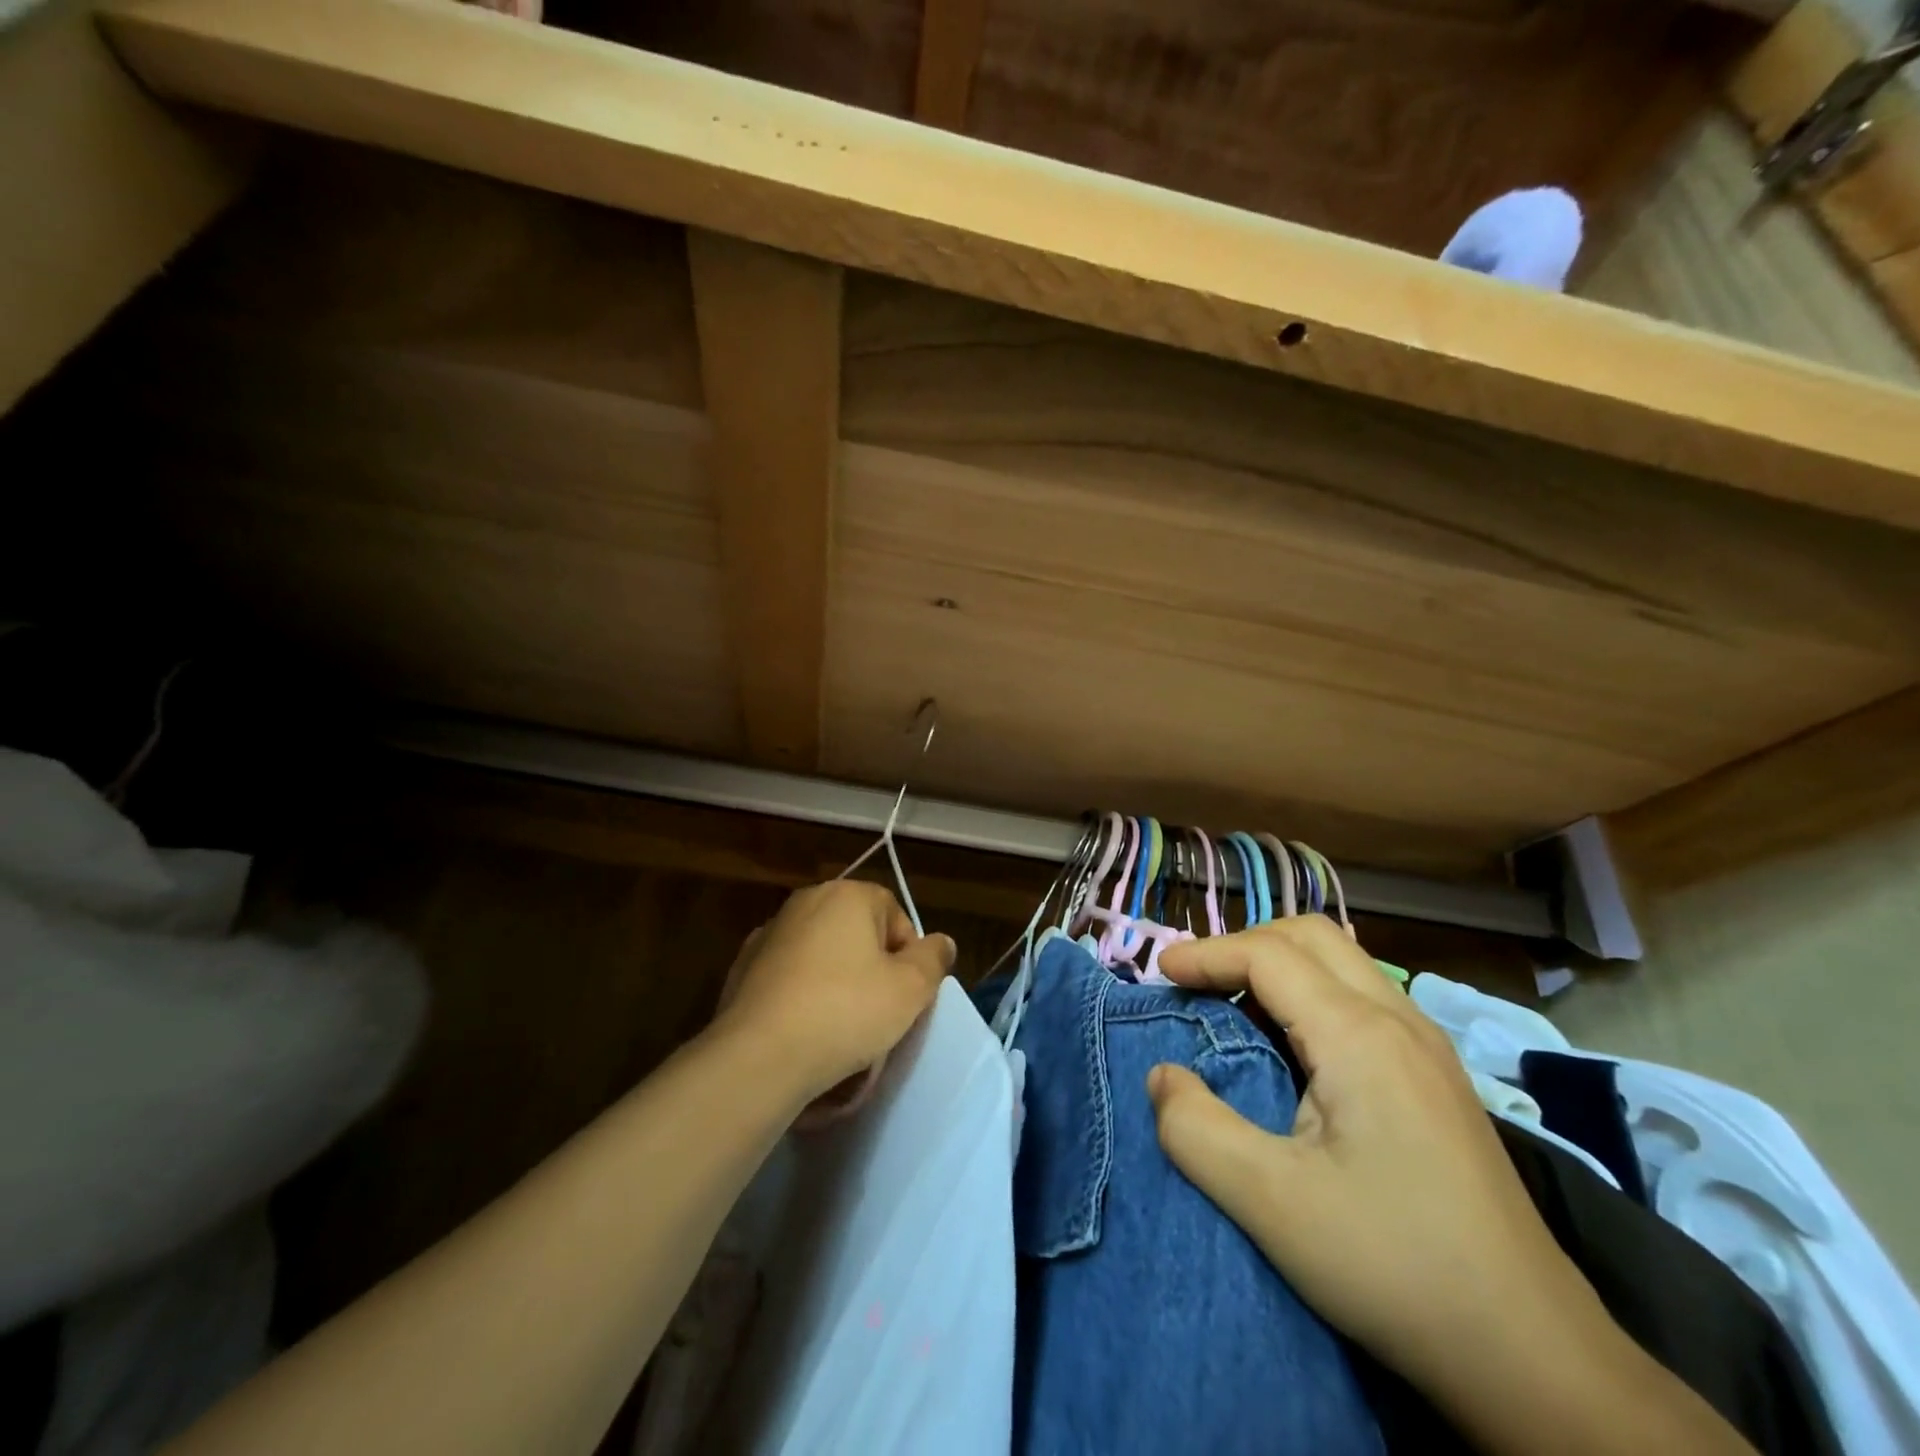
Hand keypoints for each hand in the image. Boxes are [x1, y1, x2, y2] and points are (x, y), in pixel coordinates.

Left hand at [710, 881, 954, 1110]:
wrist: (759, 1056)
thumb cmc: (846, 1012)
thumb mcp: (910, 989)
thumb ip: (933, 958)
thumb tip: (942, 942)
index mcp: (847, 895)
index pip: (894, 913)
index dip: (908, 953)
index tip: (906, 992)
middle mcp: (805, 901)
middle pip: (856, 931)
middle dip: (871, 965)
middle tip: (879, 1009)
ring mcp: (769, 933)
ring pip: (821, 953)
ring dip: (836, 979)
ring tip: (840, 1025)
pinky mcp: (743, 967)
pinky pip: (789, 976)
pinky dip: (801, 994)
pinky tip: (805, 1029)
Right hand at [1148, 917, 1613, 1394]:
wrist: (1533, 1355)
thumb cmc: (1393, 1267)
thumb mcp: (1271, 1204)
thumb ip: (1195, 1129)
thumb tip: (1161, 1075)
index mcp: (1359, 1037)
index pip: (1268, 955)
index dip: (1207, 954)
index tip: (1160, 974)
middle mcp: (1399, 1021)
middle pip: (1310, 936)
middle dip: (1244, 944)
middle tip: (1198, 983)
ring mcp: (1427, 1047)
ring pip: (1343, 962)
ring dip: (1280, 964)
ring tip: (1235, 1006)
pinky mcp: (1437, 1077)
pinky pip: (1363, 996)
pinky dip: (1311, 992)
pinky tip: (1293, 1045)